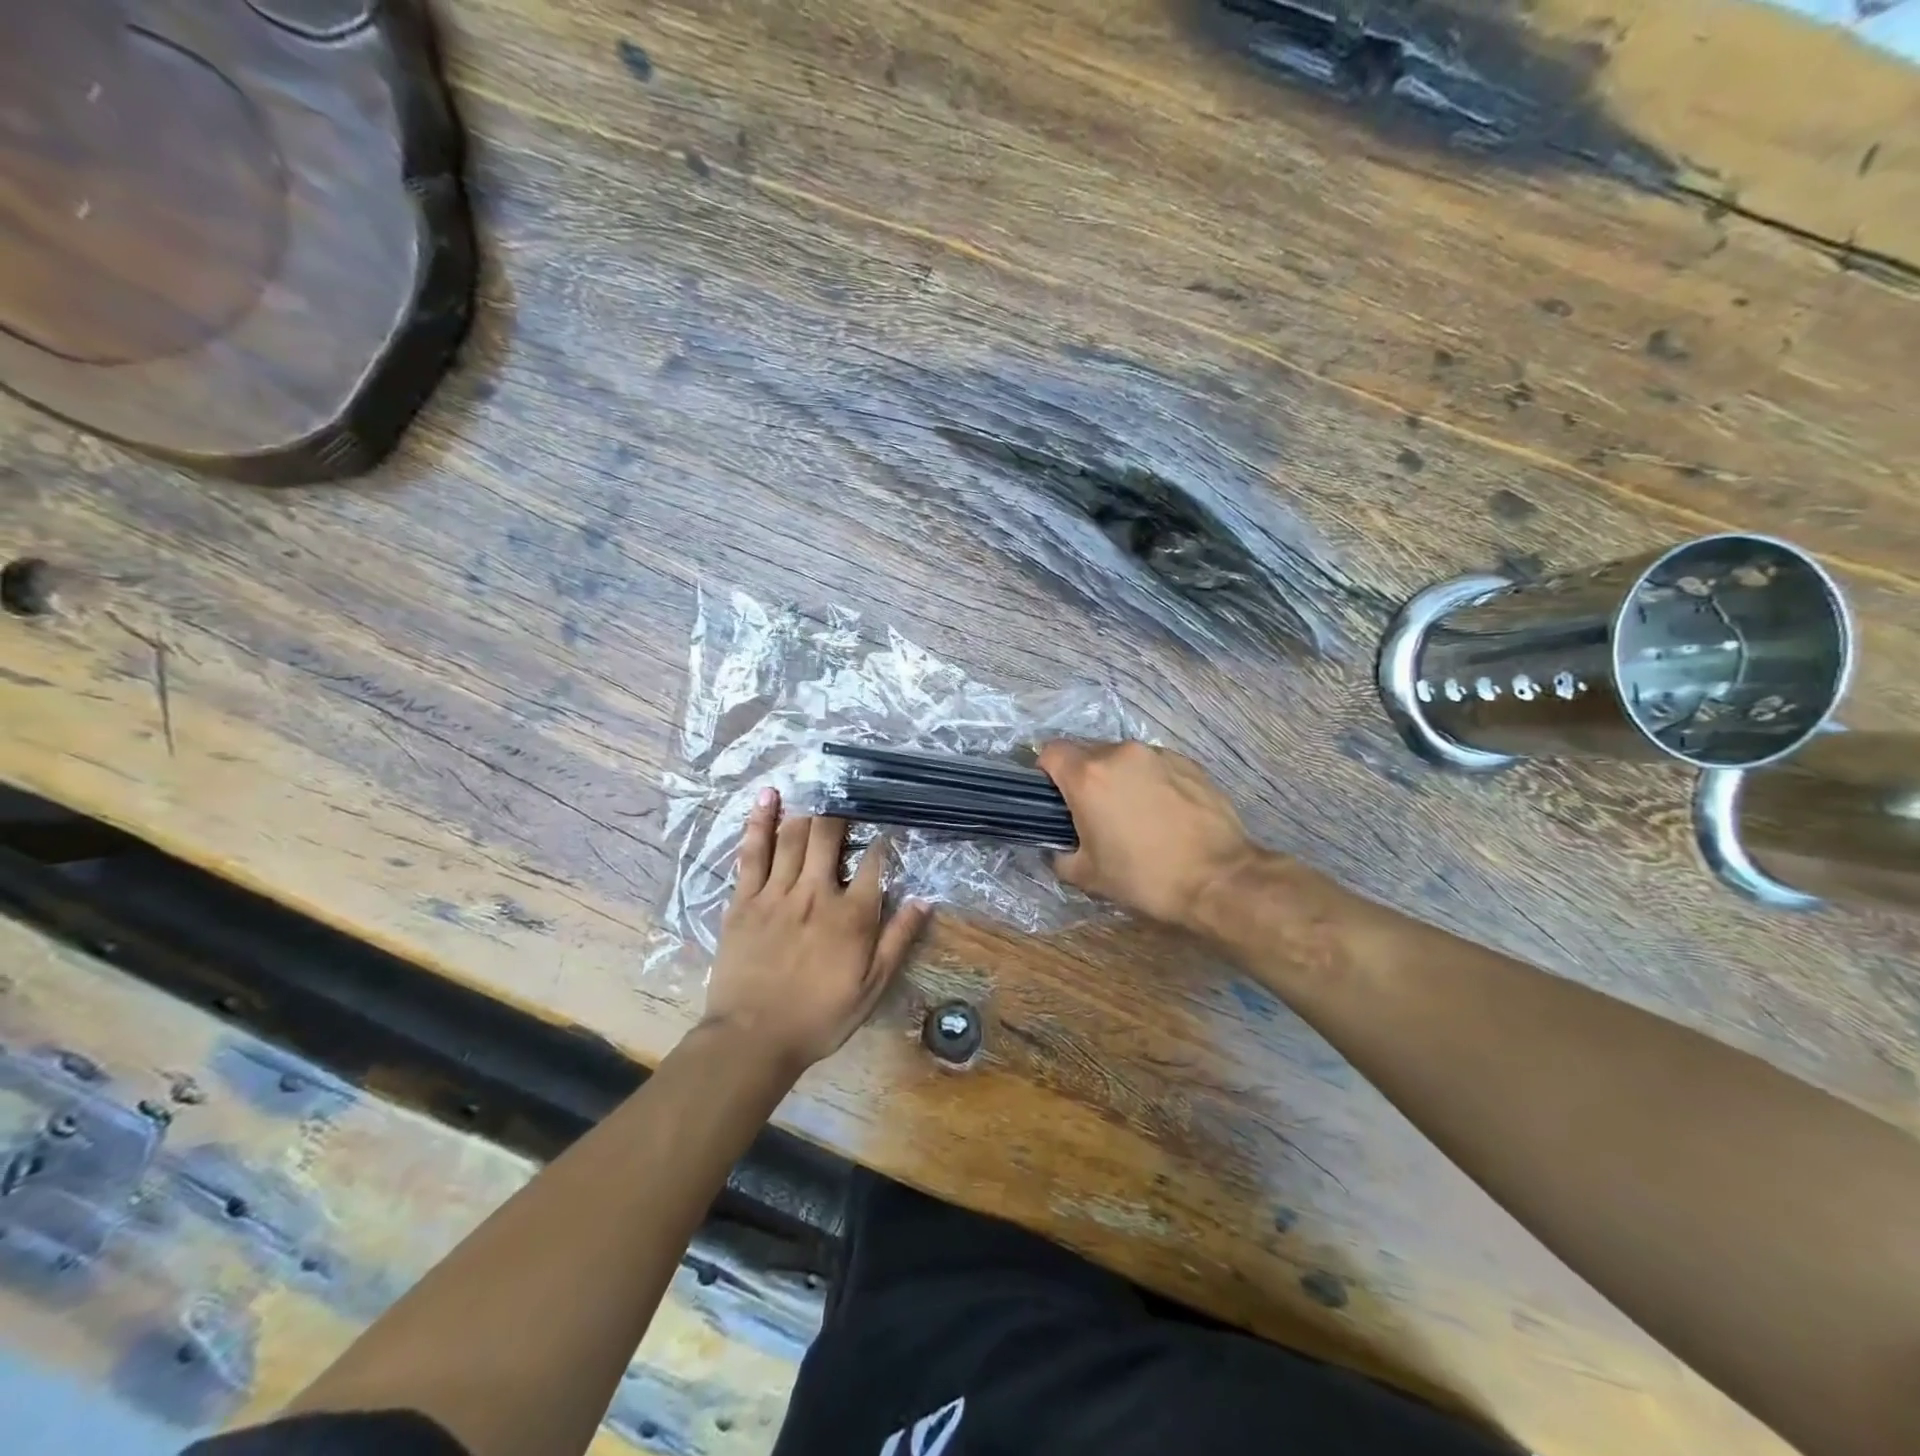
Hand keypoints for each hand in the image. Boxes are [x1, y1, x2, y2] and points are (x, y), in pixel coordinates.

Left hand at [704, 788, 929, 1073]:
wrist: (752, 1039)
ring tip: (818, 788)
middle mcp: (816, 893)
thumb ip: (898, 940)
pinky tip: (768, 795)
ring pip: (794, 836)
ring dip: (808, 809)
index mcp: (851, 915)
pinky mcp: (744, 899)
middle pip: (830, 836)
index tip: (887, 829)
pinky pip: (753, 852)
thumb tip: (924, 899)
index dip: (883, 841)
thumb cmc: (819, 1017)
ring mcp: (776, 893)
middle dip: (841, 813)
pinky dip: (760, 821)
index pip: (874, 863)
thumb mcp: (872, 987)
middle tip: (847, 799)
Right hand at [1037, 740, 1259, 928]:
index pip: (1050, 752)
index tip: (1056, 799)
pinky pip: (1154, 765)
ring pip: (1123, 758)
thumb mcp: (1088, 876)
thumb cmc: (1144, 877)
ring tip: (1134, 814)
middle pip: (1087, 753)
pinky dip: (1149, 781)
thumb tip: (1059, 847)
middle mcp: (1120, 754)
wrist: (1218, 879)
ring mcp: (1158, 755)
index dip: (1047, 773)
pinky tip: (1163, 813)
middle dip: (1084, 778)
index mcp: (1088, 776)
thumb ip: (1060, 855)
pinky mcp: (1188, 763)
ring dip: (1118, 778)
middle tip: (1095, 813)